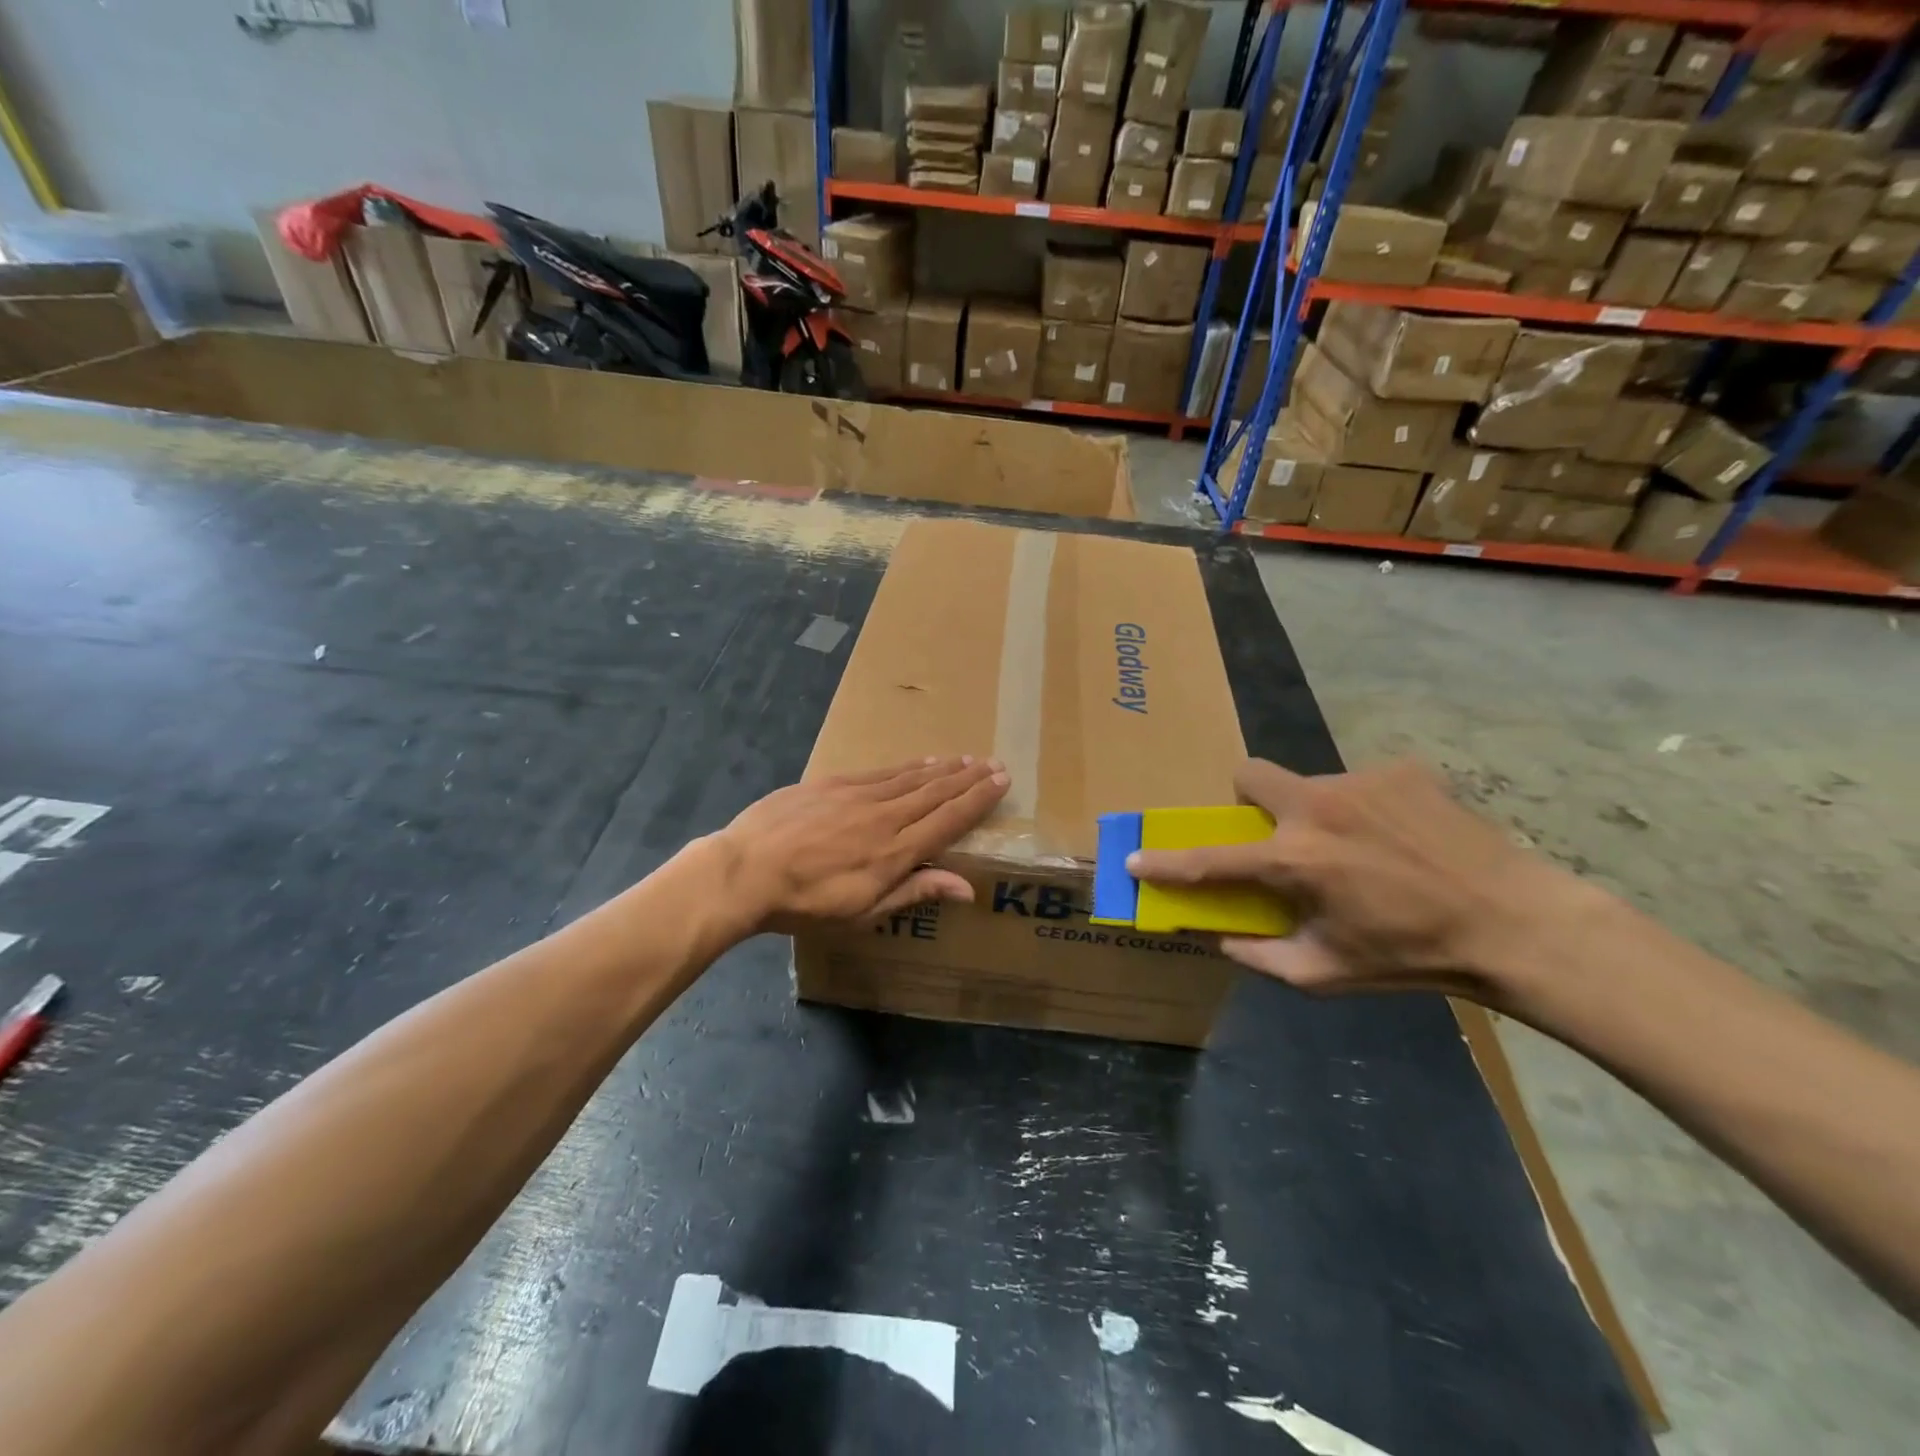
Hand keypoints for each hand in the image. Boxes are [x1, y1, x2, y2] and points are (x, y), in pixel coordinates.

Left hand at [712, 757, 1009, 934]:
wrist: (745, 871)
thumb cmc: (806, 904)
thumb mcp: (864, 913)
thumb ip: (916, 893)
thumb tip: (967, 887)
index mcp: (896, 852)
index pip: (949, 820)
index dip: (978, 799)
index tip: (1001, 781)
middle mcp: (885, 817)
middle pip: (936, 793)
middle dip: (968, 778)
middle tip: (993, 763)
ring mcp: (858, 795)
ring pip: (911, 778)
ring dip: (942, 768)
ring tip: (965, 759)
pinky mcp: (832, 783)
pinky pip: (880, 771)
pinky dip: (906, 766)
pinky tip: (919, 762)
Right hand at [1128, 758, 1598, 1002]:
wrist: (1514, 923)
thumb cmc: (1411, 957)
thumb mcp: (1326, 974)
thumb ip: (1260, 957)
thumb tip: (1219, 938)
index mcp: (1295, 861)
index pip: (1209, 859)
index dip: (1165, 862)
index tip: (1134, 858)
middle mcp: (1317, 807)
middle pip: (1249, 774)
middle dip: (1248, 800)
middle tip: (1277, 834)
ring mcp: (1360, 781)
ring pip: (1310, 784)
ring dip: (1316, 814)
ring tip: (1361, 850)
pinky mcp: (1401, 770)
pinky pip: (1360, 783)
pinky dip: (1365, 809)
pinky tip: (1401, 839)